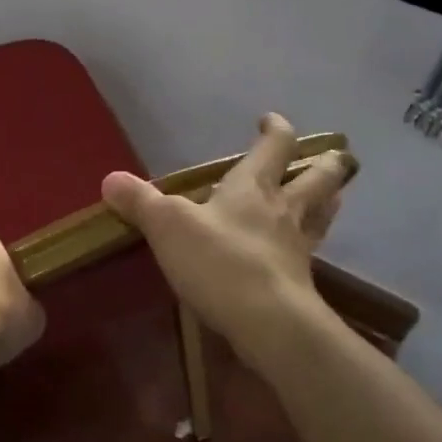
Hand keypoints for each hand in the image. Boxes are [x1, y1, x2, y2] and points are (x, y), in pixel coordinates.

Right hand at [102, 114, 351, 361]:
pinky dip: (309, 244)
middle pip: (320, 177)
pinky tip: (299, 251)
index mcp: (255, 186)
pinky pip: (310, 252)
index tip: (269, 121)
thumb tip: (110, 179)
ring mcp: (298, 246)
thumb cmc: (219, 260)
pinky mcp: (301, 281)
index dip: (276, 129)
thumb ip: (140, 201)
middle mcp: (284, 209)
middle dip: (326, 163)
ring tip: (329, 196)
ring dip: (328, 200)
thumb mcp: (168, 225)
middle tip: (330, 155)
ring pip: (324, 213)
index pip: (276, 145)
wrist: (267, 321)